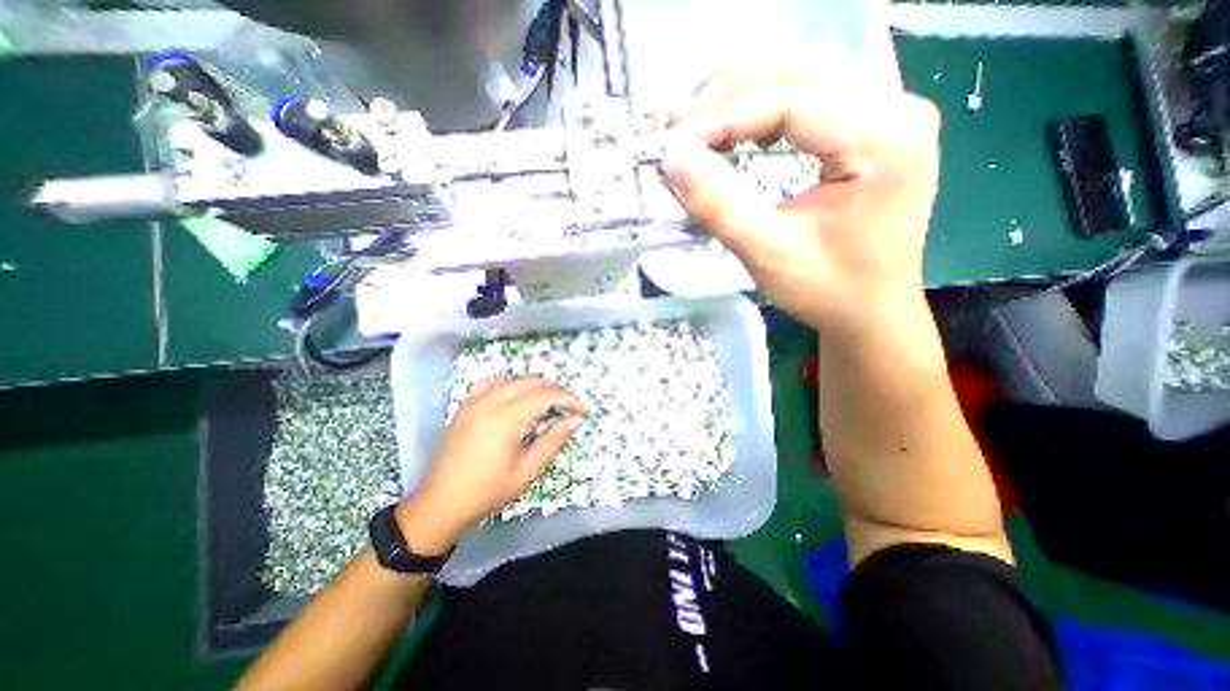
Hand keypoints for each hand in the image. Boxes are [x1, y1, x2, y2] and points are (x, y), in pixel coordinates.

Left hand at [393, 379, 585, 555]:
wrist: (441, 504)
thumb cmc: (488, 491)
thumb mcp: (527, 471)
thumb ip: (553, 441)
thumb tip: (576, 420)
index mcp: (505, 419)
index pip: (545, 396)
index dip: (568, 399)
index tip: (583, 409)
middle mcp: (489, 403)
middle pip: (531, 382)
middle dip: (554, 390)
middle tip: (569, 407)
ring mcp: (474, 402)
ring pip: (512, 380)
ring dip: (534, 386)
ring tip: (547, 402)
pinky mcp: (465, 407)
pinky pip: (489, 383)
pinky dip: (508, 384)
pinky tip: (513, 396)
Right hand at [662, 68, 943, 338]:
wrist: (870, 311)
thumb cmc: (828, 291)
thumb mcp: (769, 254)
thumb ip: (720, 206)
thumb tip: (673, 161)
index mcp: (883, 140)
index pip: (790, 101)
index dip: (723, 117)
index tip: (674, 144)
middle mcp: (896, 109)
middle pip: (796, 76)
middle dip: (726, 101)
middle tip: (677, 132)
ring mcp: (887, 114)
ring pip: (800, 80)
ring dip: (740, 100)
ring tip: (696, 129)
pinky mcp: (871, 130)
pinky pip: (809, 100)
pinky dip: (761, 112)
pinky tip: (735, 133)